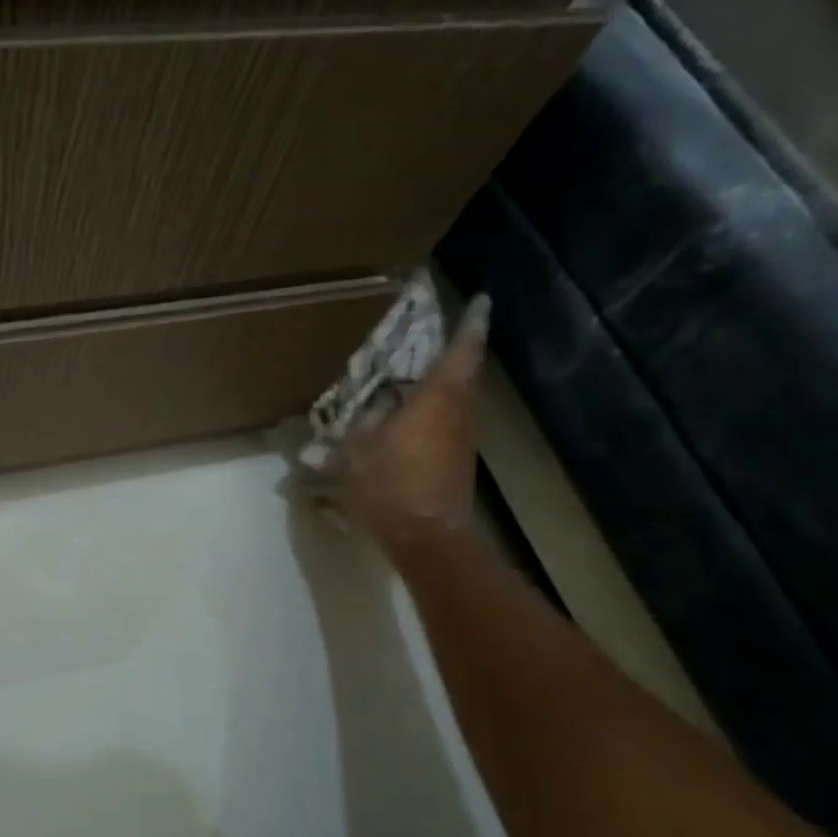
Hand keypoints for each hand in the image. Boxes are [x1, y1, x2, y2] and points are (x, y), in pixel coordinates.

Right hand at [340, 293, 490, 556]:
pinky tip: (414, 419)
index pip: (461, 351)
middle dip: (456, 352)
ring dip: (446, 384)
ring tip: (420, 376)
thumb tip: (365, 412)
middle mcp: (458, 412)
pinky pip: (450, 422)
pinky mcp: (459, 460)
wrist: (426, 537)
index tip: (481, 299)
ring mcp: (463, 438)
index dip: (470, 324)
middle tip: (438, 336)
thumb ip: (358, 426)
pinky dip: (437, 411)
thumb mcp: (356, 452)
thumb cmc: (389, 486)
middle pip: (464, 373)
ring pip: (459, 399)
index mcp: (436, 399)